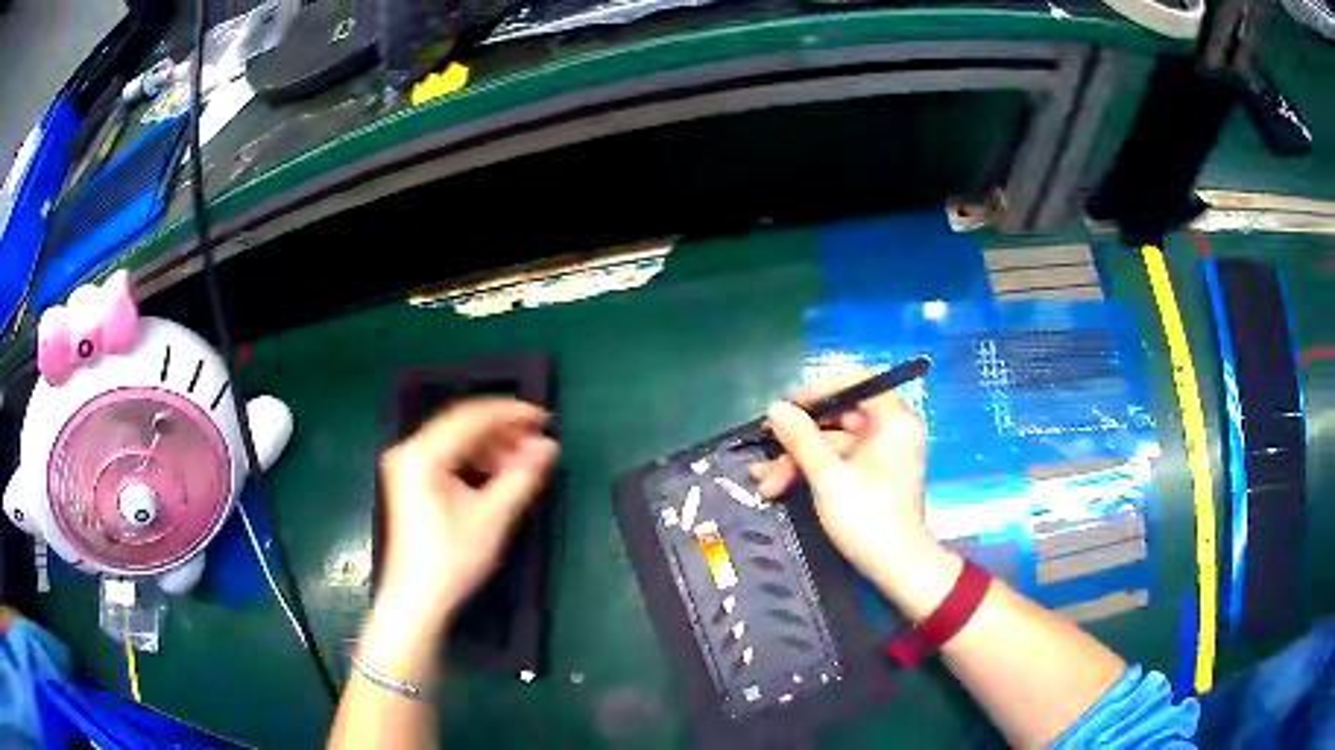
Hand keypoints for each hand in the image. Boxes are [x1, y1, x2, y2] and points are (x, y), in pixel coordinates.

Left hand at [376, 398, 557, 632]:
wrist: (417, 600)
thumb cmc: (452, 559)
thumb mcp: (493, 517)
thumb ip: (522, 475)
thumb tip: (549, 447)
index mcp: (423, 454)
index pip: (472, 417)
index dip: (512, 414)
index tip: (546, 420)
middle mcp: (410, 450)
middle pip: (463, 425)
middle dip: (504, 431)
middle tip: (539, 443)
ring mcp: (408, 466)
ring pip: (457, 441)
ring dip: (492, 447)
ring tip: (524, 461)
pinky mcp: (412, 482)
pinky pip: (448, 457)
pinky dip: (476, 461)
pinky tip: (499, 474)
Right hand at [751, 372, 935, 592]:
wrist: (895, 567)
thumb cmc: (867, 518)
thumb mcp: (828, 477)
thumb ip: (801, 438)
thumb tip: (775, 407)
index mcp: (893, 421)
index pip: (857, 383)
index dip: (819, 391)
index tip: (788, 409)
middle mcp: (890, 430)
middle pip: (839, 416)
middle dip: (798, 438)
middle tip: (766, 452)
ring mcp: (881, 453)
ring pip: (832, 442)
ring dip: (797, 460)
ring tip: (764, 482)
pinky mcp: (871, 474)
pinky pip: (838, 460)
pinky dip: (812, 471)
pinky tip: (779, 485)